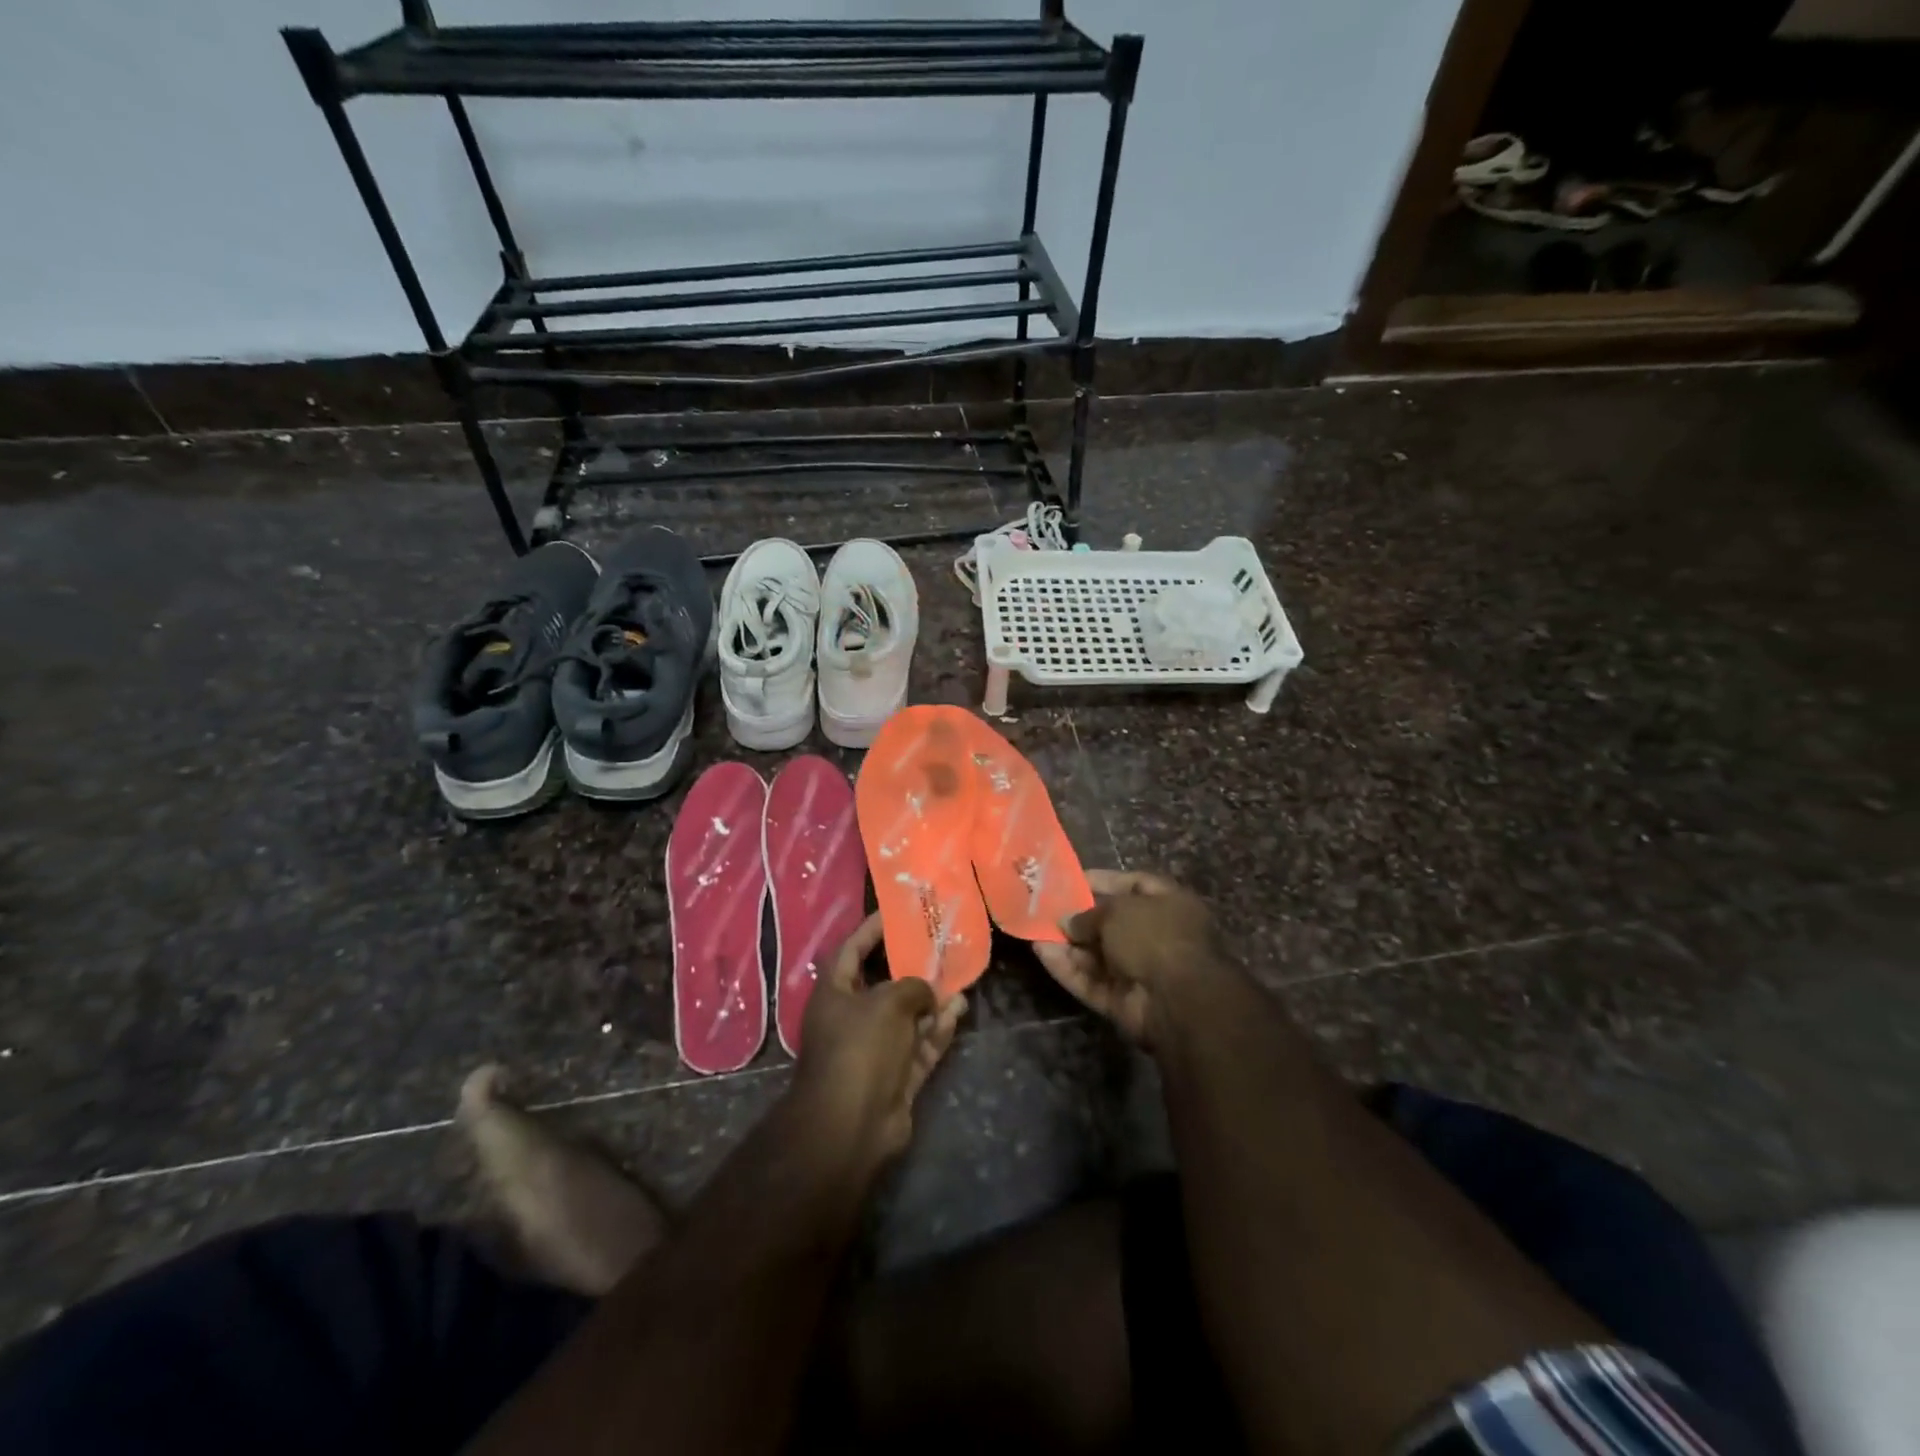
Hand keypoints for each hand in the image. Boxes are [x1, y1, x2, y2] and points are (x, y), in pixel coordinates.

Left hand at [794, 911, 967, 1159]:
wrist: (852, 1126)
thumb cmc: (860, 1048)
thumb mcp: (887, 1002)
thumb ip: (912, 986)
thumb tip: (927, 992)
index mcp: (834, 994)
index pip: (852, 950)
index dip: (871, 929)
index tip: (895, 912)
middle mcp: (851, 1019)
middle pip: (884, 984)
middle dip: (911, 967)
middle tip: (939, 945)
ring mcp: (875, 1050)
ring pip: (908, 1017)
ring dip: (932, 1000)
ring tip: (959, 978)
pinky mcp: (896, 1076)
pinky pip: (919, 1045)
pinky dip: (937, 1030)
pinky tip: (958, 1011)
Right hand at [1033, 869, 1225, 1047]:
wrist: (1177, 1000)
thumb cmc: (1153, 936)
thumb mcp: (1117, 911)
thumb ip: (1088, 913)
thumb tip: (1066, 921)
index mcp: (1168, 904)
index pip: (1133, 884)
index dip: (1102, 880)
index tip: (1070, 878)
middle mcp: (1156, 935)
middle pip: (1110, 922)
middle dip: (1078, 916)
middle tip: (1044, 906)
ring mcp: (1139, 970)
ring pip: (1096, 954)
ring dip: (1067, 943)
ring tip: (1034, 929)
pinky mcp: (1122, 1000)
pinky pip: (1090, 980)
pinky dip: (1067, 968)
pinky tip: (1040, 953)